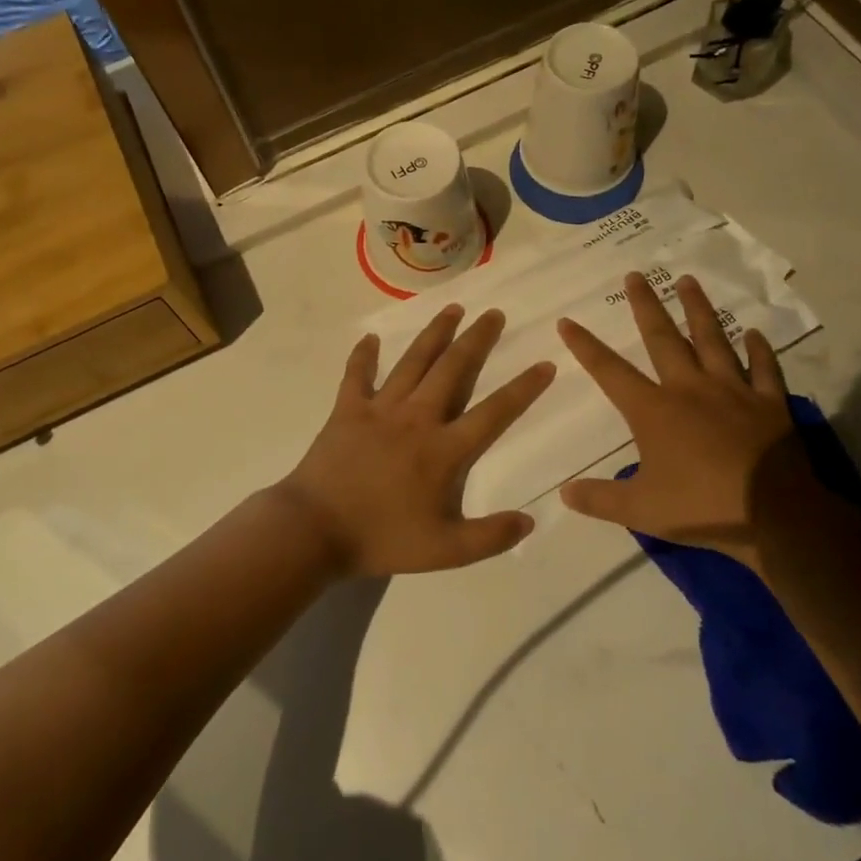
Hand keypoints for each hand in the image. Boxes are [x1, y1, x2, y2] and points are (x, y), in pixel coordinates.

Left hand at [280, 305, 556, 577]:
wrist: (315, 529)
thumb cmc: (382, 538)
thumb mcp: (445, 551)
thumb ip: (490, 537)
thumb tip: (529, 520)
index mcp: (443, 450)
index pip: (494, 413)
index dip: (523, 389)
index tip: (545, 364)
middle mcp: (417, 418)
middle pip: (453, 370)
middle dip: (477, 340)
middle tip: (494, 314)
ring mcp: (380, 409)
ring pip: (413, 362)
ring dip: (435, 334)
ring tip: (453, 309)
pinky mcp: (347, 410)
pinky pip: (356, 375)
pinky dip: (363, 356)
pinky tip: (370, 338)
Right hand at [556, 272, 830, 566]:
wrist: (774, 515)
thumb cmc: (701, 507)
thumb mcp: (640, 511)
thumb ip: (600, 500)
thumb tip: (564, 493)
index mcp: (654, 411)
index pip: (610, 371)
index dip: (585, 346)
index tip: (568, 321)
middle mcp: (690, 389)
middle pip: (662, 338)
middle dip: (645, 305)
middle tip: (635, 275)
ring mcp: (733, 392)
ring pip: (712, 340)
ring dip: (698, 309)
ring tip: (688, 280)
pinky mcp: (769, 404)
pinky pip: (763, 369)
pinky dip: (759, 350)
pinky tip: (754, 333)